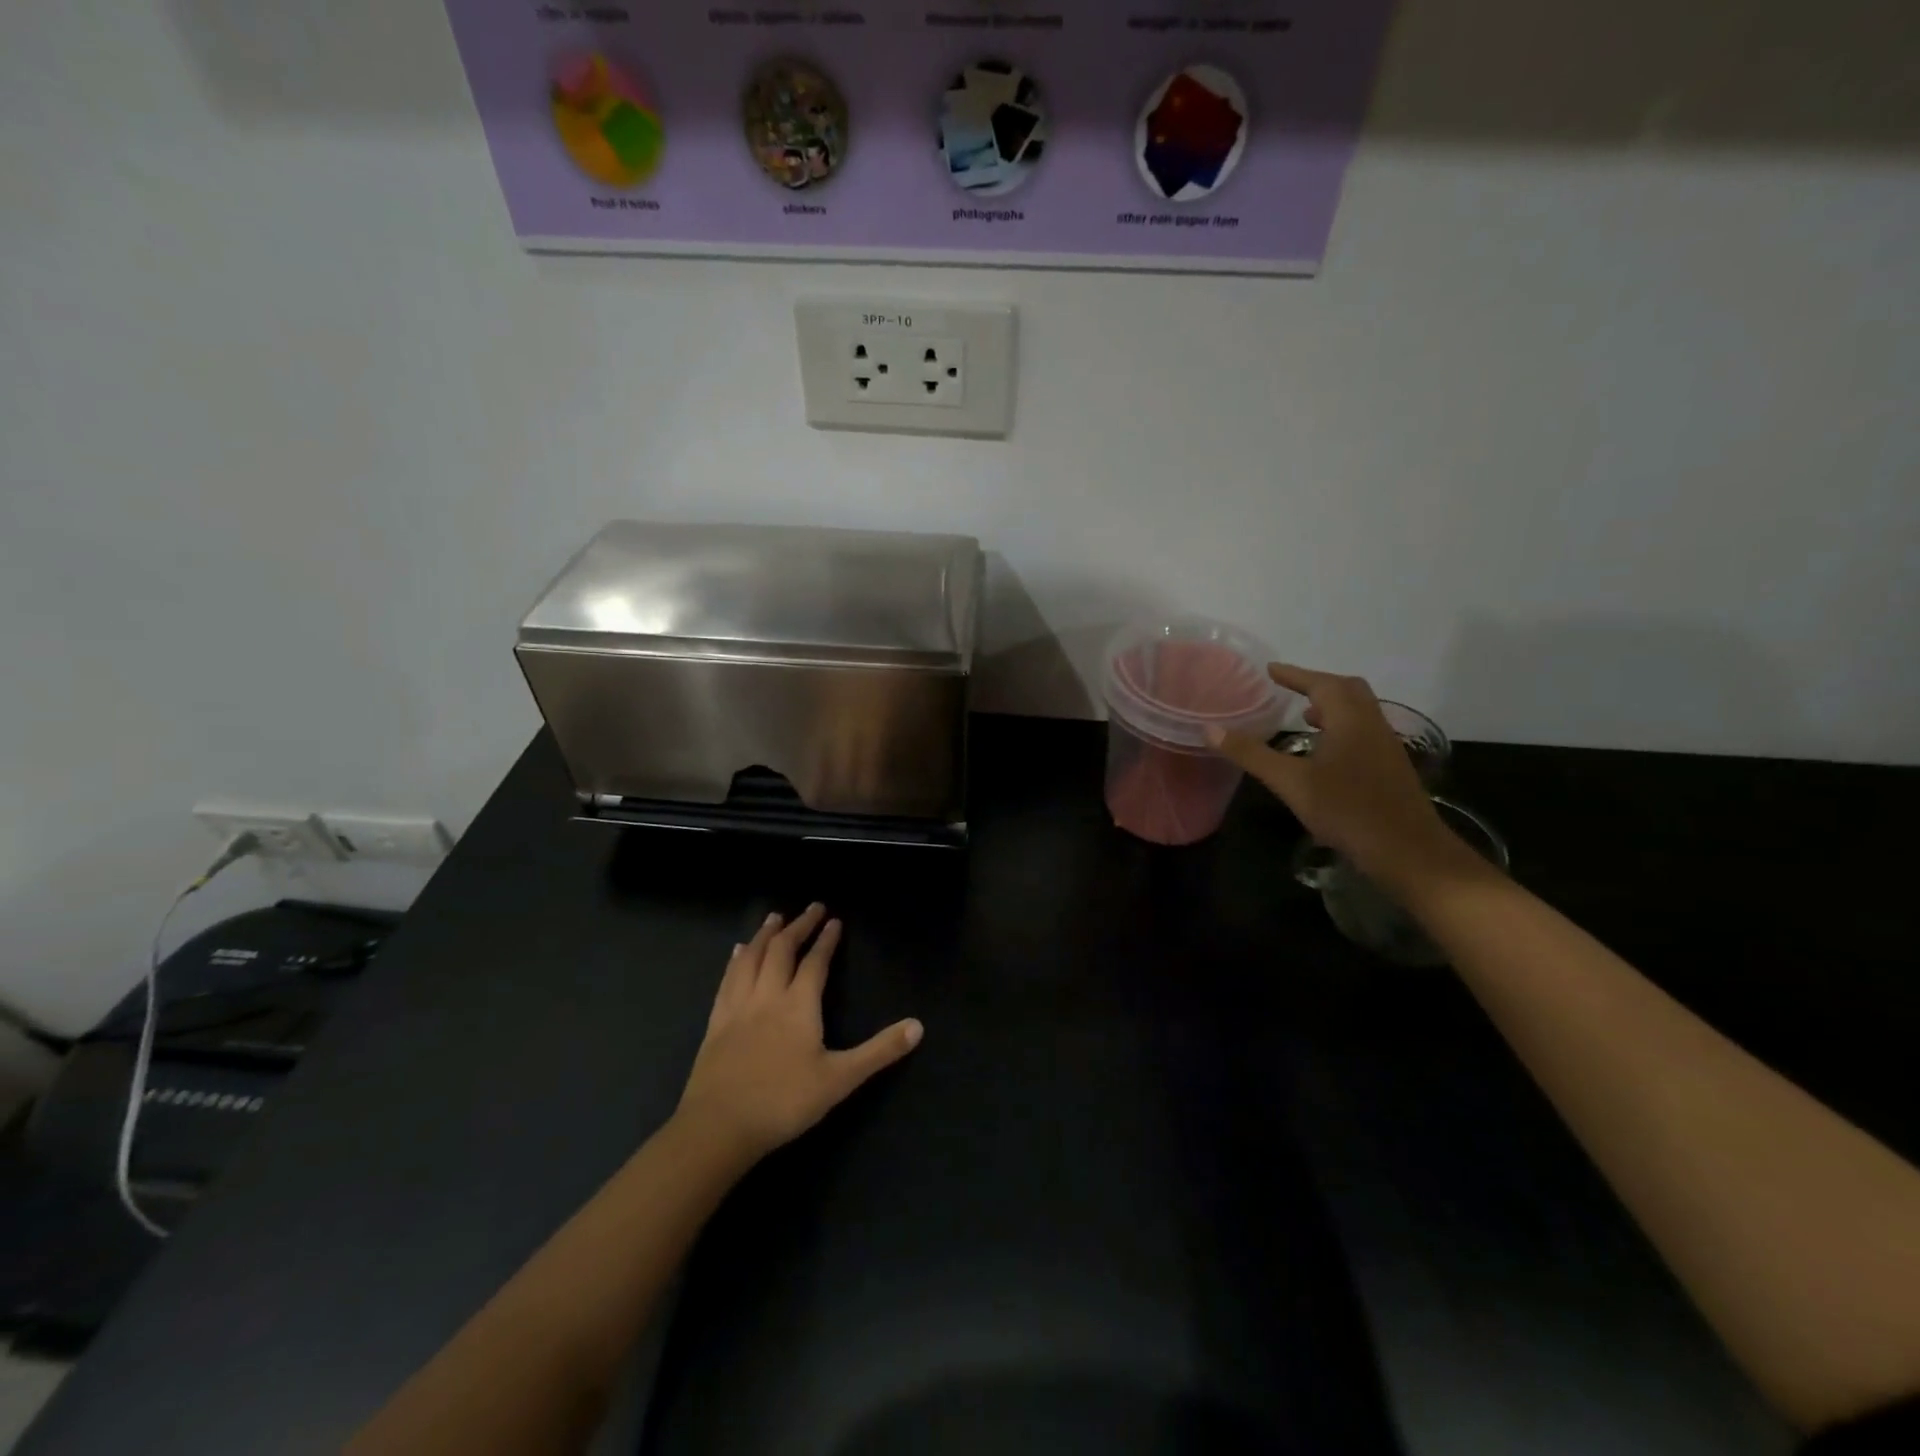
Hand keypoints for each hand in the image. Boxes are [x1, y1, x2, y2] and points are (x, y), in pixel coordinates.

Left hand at [673, 905, 922, 1167]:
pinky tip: (738, 953)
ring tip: (775, 917)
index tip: (834, 920)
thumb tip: (918, 1026)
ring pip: (752, 958)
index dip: (826, 940)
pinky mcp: (716, 1022)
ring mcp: (738, 1007)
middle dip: (798, 926)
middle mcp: (768, 996)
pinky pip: (728, 979)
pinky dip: (737, 960)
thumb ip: (879, 1051)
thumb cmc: (784, 1102)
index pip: (815, 962)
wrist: (719, 1127)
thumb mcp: (840, 1079)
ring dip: (766, 935)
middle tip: (811, 908)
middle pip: (782, 950)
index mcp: (798, 1005)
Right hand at [1207, 664, 1478, 891]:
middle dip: (1317, 684)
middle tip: (1289, 689)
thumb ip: (1251, 754)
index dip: (1295, 674)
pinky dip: (1342, 727)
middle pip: (1348, 690)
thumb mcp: (1291, 783)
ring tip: (1304, 716)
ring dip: (1332, 706)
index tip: (1270, 670)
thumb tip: (1210, 729)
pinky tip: (1326, 752)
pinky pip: (1364, 731)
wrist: (1409, 851)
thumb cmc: (1347, 810)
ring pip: (1360, 711)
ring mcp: (1386, 747)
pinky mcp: (1391, 768)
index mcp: (1350, 720)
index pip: (1322, 684)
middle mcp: (1373, 725)